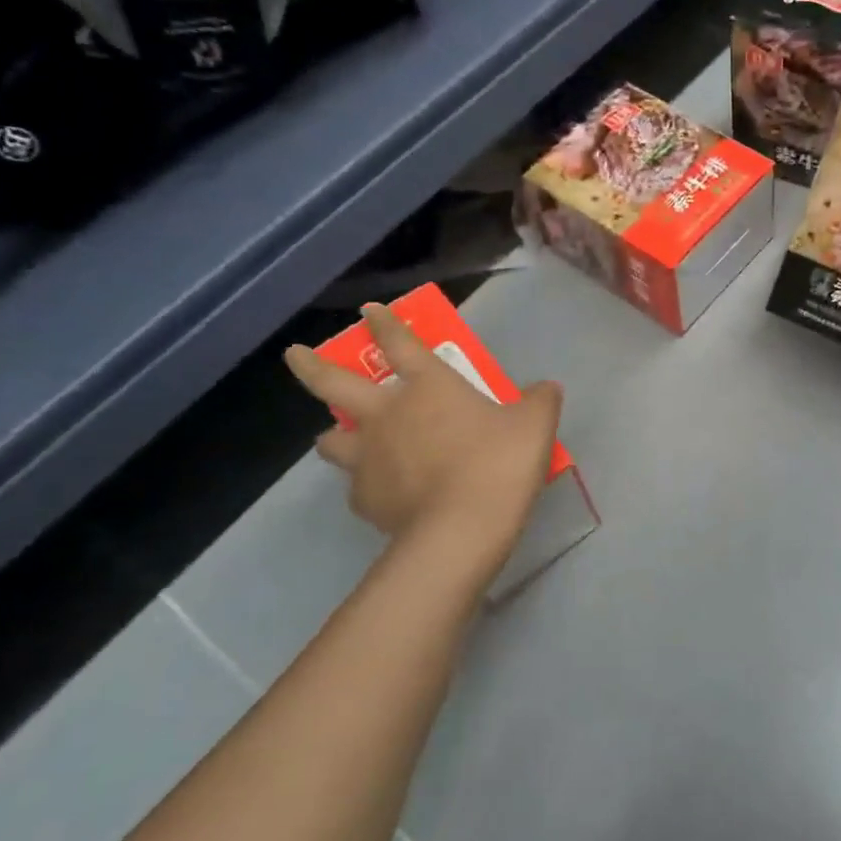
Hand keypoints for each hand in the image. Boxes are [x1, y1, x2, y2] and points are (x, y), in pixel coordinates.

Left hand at [284, 305, 561, 542]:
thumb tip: (545, 388)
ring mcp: (368, 457)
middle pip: (334, 383)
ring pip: (331, 439)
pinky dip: (366, 484)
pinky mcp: (365, 498)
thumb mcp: (536, 425)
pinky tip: (383, 492)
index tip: (370, 311)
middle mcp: (387, 414)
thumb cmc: (498, 463)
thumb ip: (540, 400)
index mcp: (428, 386)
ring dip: (335, 433)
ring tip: (341, 438)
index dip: (384, 324)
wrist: (462, 528)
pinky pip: (357, 486)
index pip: (400, 343)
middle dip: (311, 366)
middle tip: (294, 355)